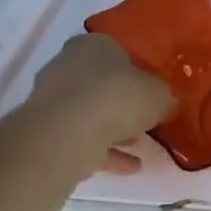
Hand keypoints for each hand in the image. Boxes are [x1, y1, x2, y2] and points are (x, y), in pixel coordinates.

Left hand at [27, 34, 174, 174]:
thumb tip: (164, 102)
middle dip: (123, 102)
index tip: (153, 91)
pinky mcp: (47, 130)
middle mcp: (67, 65)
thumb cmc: (118, 97)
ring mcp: (53, 99)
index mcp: (94, 45)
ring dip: (114, 128)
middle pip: (101, 83)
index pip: (119, 53)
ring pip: (91, 112)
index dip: (139, 73)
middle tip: (147, 119)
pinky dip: (105, 151)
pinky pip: (83, 138)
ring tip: (140, 145)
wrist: (68, 134)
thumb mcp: (160, 94)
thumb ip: (163, 96)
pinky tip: (130, 165)